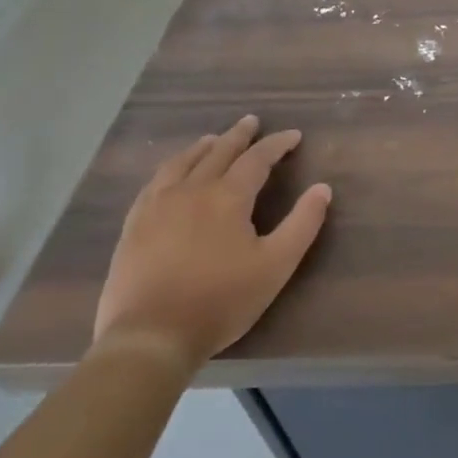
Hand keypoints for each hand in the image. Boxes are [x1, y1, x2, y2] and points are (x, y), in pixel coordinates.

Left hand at [93, 116, 332, 377]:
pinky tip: (173, 173)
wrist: (150, 336)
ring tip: (214, 139)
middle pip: (218, 152)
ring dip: (203, 147)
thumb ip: (303, 223)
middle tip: (252, 121)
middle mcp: (192, 190)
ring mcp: (157, 206)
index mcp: (228, 197)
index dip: (277, 144)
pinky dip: (172, 167)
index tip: (293, 136)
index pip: (257, 159)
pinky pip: (154, 183)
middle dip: (239, 135)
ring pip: (183, 162)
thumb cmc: (221, 300)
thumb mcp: (276, 265)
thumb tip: (323, 188)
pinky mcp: (134, 225)